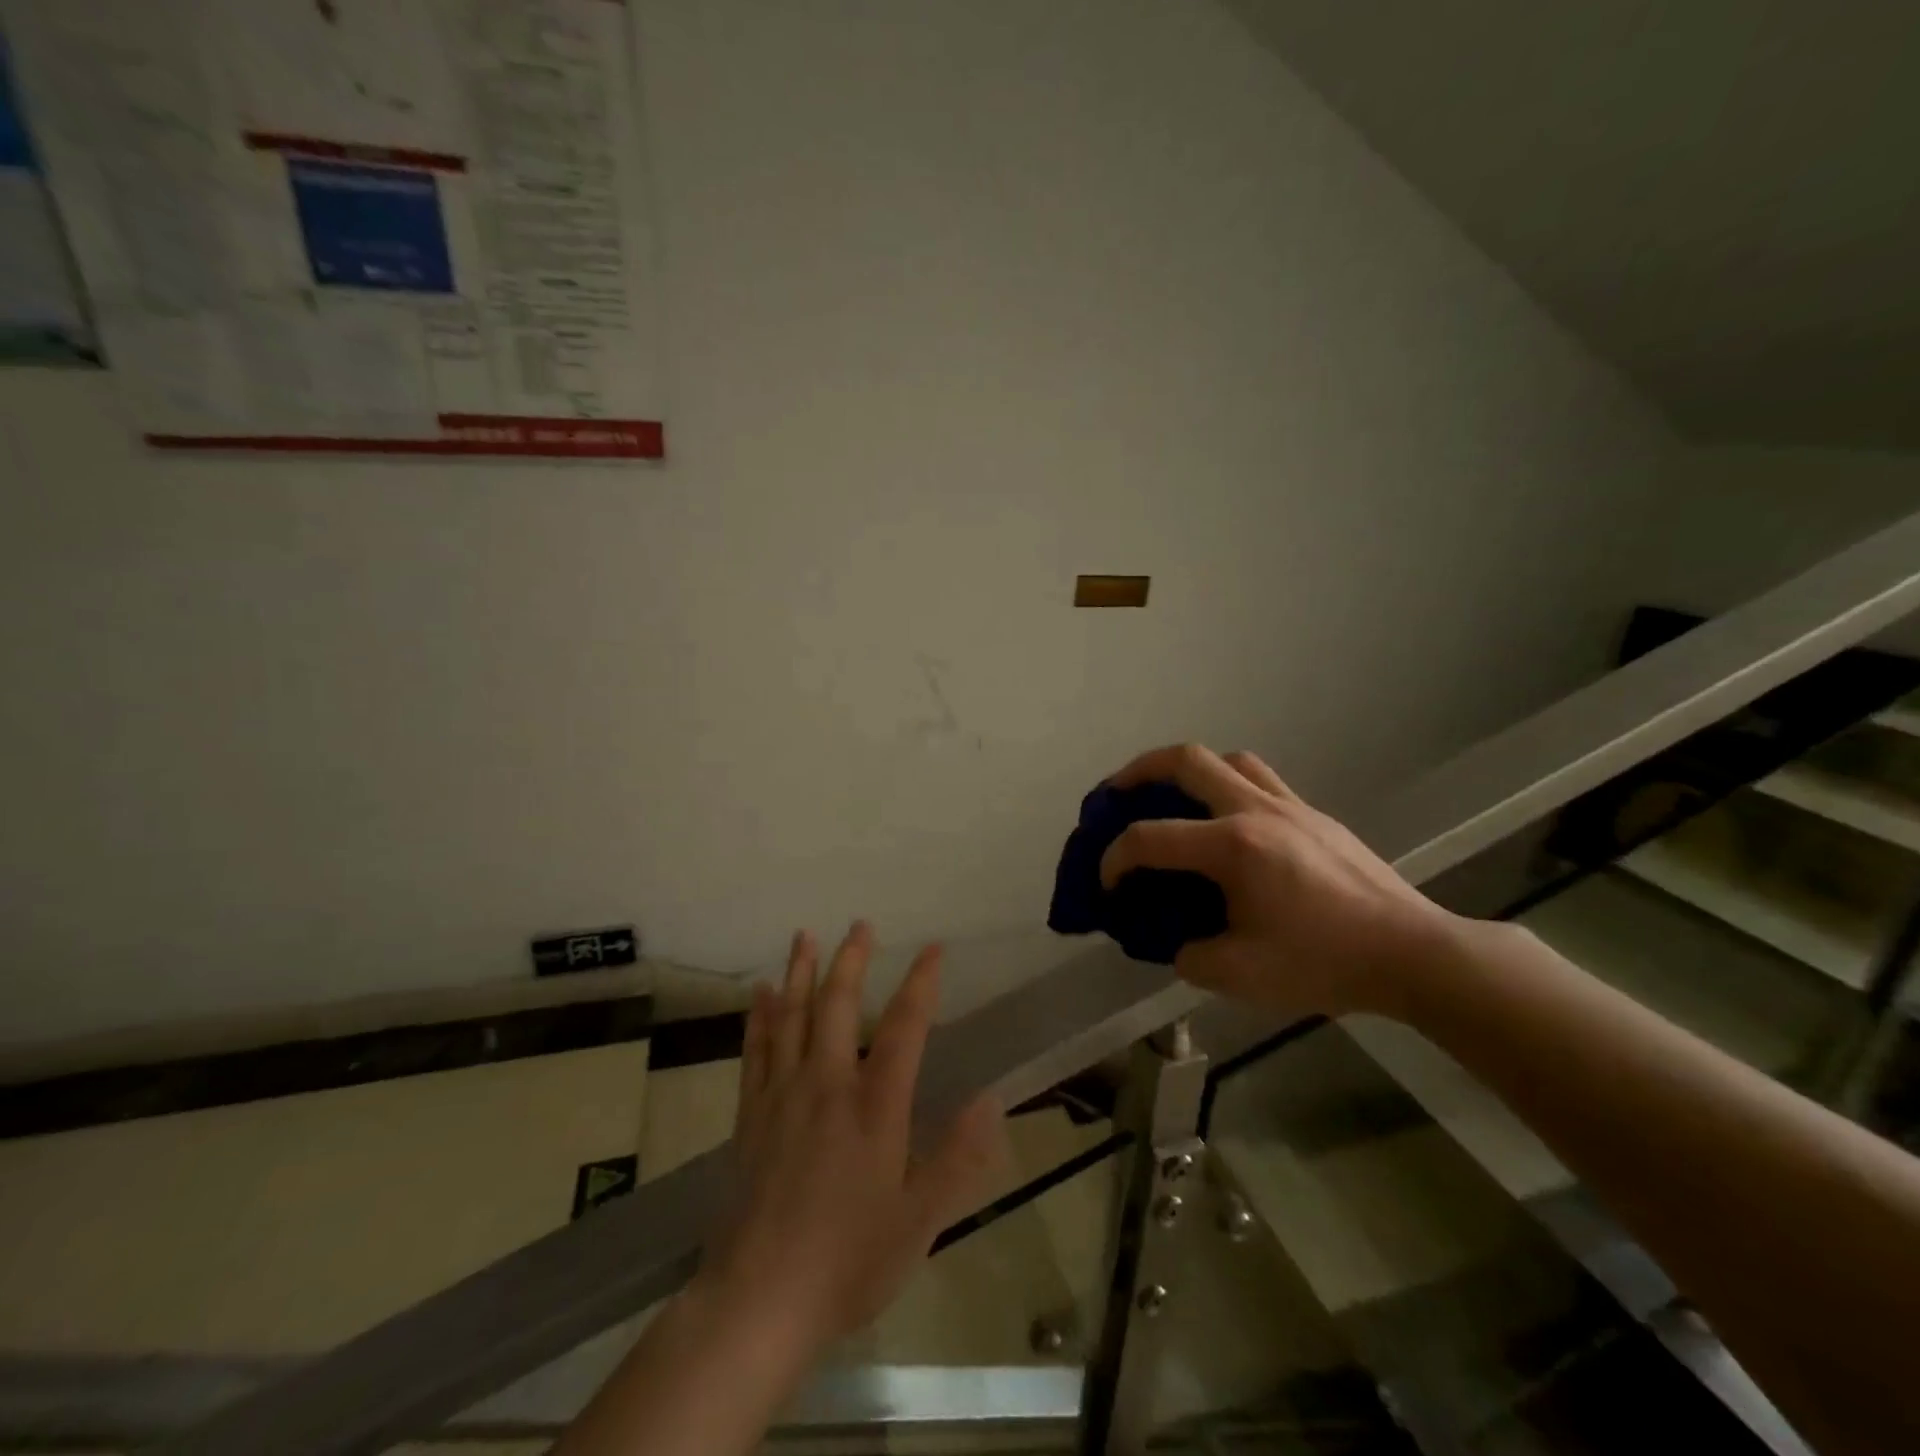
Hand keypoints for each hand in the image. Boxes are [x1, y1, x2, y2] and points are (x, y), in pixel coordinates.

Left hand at [697, 922, 1001, 1360]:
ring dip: (801, 972)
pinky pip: (755, 1050)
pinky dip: (760, 1016)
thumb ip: (958, 1157)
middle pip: (839, 1006)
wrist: (759, 1302)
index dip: (921, 983)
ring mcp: (783, 1095)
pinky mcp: (750, 1115)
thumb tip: (992, 1101)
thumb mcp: (920, 1220)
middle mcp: (828, 1085)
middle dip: (852, 960)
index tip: (933, 949)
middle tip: (860, 924)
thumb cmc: (849, 1261)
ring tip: (805, 935)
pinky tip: (761, 992)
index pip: (904, 1027)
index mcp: (875, 1106)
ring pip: (792, 1016)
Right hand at [1099, 745, 1465, 1019]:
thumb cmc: (1324, 962)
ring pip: (1228, 760)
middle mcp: (1256, 810)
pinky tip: (1230, 826)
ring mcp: (1290, 807)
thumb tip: (1180, 943)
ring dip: (1190, 771)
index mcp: (1232, 846)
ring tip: (1174, 799)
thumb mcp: (1240, 975)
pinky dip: (1229, 787)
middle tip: (1115, 794)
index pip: (1149, 838)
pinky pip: (1261, 781)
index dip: (1114, 858)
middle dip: (1137, 771)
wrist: (1412, 954)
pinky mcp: (1315, 816)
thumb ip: (1190, 956)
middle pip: (1186, 760)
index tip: (1106, 884)